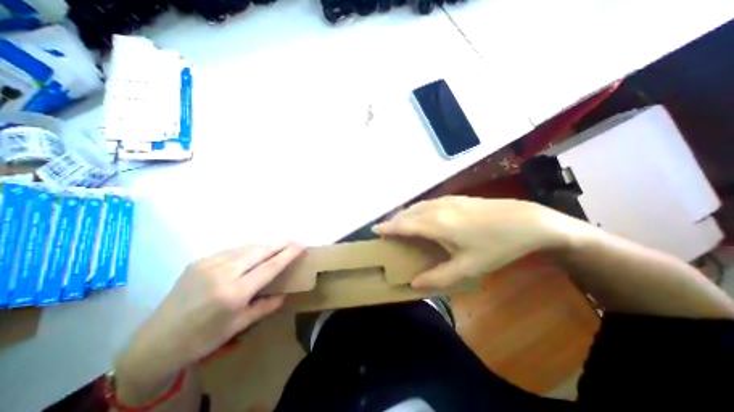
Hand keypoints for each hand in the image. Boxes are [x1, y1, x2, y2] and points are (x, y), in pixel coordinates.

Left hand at [114, 243, 304, 400]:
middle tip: (293, 241)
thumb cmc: (203, 338)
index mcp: (235, 292)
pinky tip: (253, 254)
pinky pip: (232, 251)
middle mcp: (223, 273)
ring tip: (277, 246)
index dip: (288, 254)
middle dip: (279, 244)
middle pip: (260, 251)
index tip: (302, 245)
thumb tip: (284, 295)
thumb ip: (265, 307)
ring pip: (246, 248)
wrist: (155, 342)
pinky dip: (248, 250)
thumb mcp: (239, 325)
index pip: (270, 266)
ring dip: (265, 246)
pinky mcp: (199, 261)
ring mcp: (209, 264)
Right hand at [373, 196, 572, 289]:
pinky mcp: (455, 198)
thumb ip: (439, 277)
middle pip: (408, 213)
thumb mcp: (468, 267)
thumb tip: (414, 284)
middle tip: (386, 231)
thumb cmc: (496, 246)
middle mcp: (437, 209)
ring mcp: (447, 201)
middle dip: (394, 221)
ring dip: (405, 214)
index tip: (374, 230)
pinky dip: (417, 209)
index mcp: (436, 224)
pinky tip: (421, 215)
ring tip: (399, 224)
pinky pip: (428, 203)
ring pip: (418, 206)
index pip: (403, 224)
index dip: (387, 227)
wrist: (525, 220)